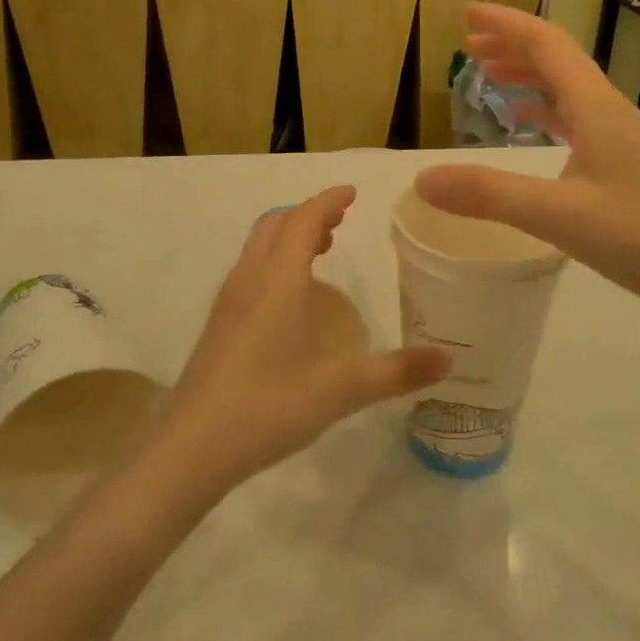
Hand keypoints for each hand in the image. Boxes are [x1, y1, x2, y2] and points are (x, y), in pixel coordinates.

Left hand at [151, 187, 449, 497]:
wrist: (192, 447)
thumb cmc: (269, 407)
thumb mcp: (341, 391)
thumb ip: (395, 372)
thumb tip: (447, 360)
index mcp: (279, 282)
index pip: (303, 220)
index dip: (328, 201)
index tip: (352, 193)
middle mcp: (249, 281)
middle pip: (275, 225)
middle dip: (308, 214)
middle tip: (340, 221)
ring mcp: (228, 302)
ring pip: (258, 247)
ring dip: (288, 236)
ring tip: (320, 250)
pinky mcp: (218, 325)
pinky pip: (249, 270)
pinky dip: (274, 261)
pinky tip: (290, 299)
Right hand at [415, 4, 639, 315]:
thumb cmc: (639, 236)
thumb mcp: (556, 214)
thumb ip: (488, 195)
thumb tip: (423, 180)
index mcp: (596, 107)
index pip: (547, 45)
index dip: (506, 25)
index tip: (467, 14)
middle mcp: (607, 110)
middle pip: (556, 59)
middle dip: (511, 44)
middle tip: (468, 43)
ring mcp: (617, 136)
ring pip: (567, 87)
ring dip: (527, 73)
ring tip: (488, 72)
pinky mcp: (620, 161)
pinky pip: (575, 116)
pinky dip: (544, 107)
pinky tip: (528, 118)